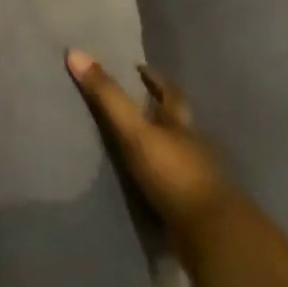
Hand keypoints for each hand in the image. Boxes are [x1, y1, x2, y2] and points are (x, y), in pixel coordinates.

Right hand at [66, 50, 234, 243]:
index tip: (140, 68)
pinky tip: (144, 182)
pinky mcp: (192, 206)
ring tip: (133, 142)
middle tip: (134, 102)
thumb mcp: (134, 131)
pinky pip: (172, 184)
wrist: (211, 234)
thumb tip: (76, 53)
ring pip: (176, 153)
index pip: (171, 94)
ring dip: (159, 145)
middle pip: (176, 122)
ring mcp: (196, 178)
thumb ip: (107, 96)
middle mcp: (191, 146)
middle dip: (159, 111)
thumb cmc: (173, 173)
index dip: (156, 79)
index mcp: (181, 125)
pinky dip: (159, 178)